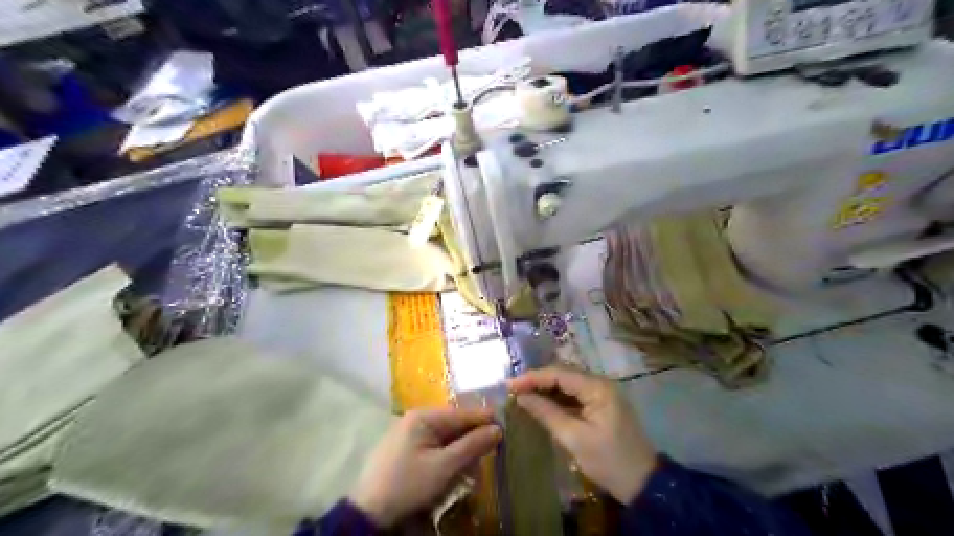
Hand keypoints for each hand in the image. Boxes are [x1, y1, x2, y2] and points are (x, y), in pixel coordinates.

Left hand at [350, 408, 500, 524]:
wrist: (369, 513)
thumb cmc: (408, 485)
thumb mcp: (444, 467)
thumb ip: (472, 446)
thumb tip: (497, 429)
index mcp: (423, 417)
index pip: (461, 413)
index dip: (484, 419)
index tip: (506, 425)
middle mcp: (416, 419)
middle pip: (453, 425)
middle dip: (472, 438)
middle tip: (492, 449)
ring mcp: (409, 434)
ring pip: (445, 437)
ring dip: (460, 450)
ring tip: (473, 464)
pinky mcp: (405, 450)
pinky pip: (434, 447)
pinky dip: (447, 456)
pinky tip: (454, 469)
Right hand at [510, 365, 659, 503]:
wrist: (643, 484)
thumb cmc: (609, 461)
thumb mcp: (574, 439)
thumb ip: (547, 413)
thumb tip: (521, 397)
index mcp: (598, 388)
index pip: (559, 373)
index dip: (532, 377)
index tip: (509, 386)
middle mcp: (600, 383)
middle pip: (563, 375)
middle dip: (537, 381)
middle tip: (512, 389)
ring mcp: (602, 393)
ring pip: (568, 384)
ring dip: (546, 389)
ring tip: (521, 394)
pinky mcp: (601, 405)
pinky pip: (574, 395)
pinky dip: (557, 399)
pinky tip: (541, 404)